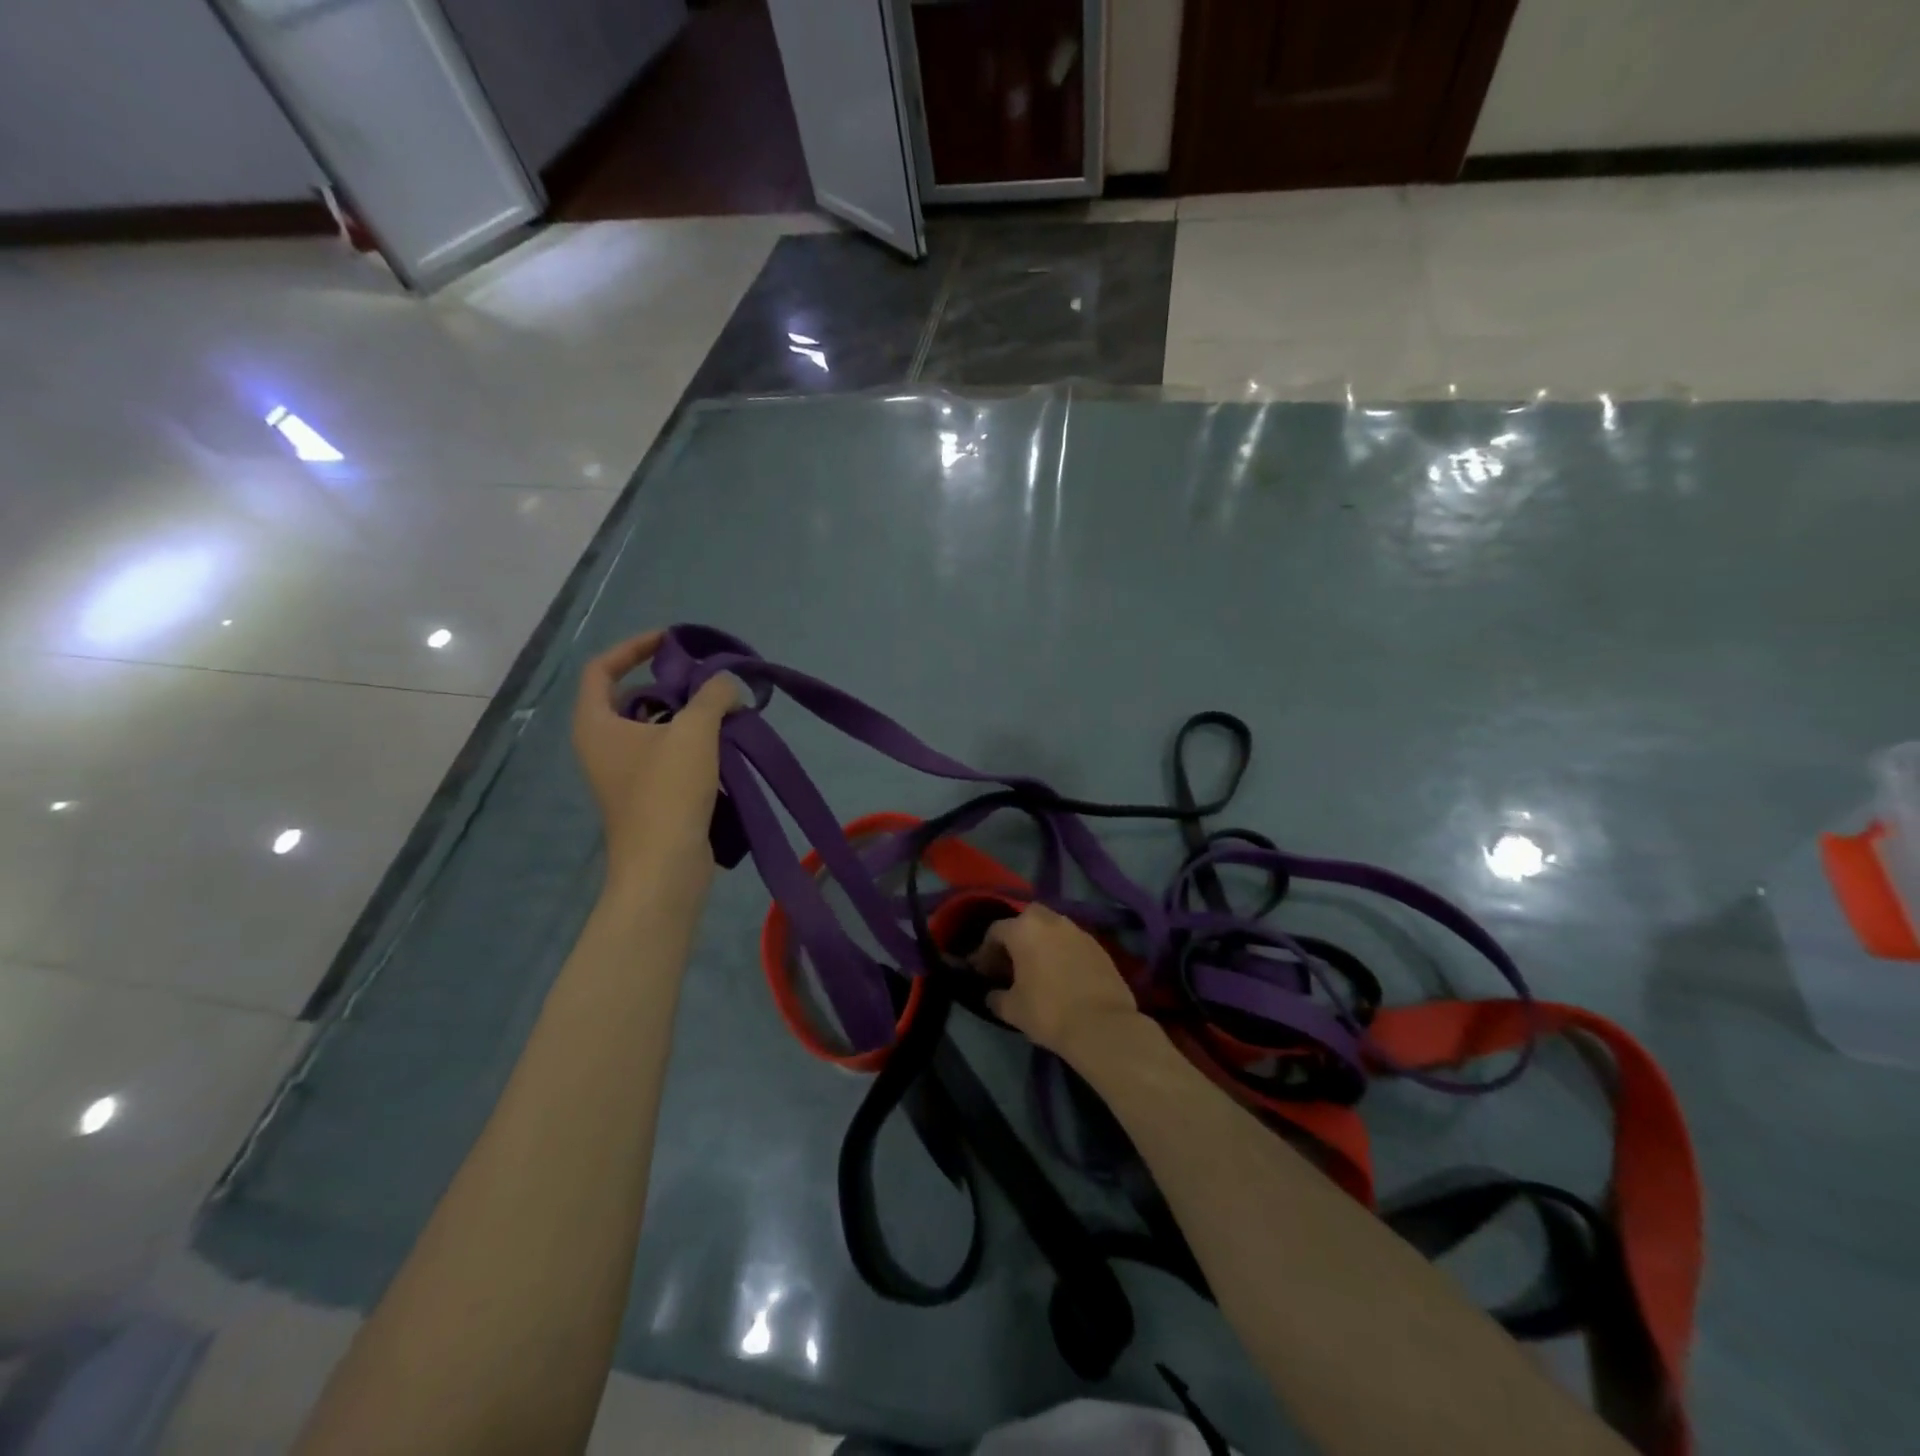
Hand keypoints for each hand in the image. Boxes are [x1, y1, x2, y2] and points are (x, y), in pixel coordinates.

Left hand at [572, 631, 739, 899]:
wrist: (665, 866)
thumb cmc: (667, 791)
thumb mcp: (694, 732)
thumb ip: (712, 695)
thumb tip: (727, 685)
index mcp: (596, 723)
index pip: (602, 668)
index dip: (634, 647)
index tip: (672, 641)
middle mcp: (603, 745)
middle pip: (634, 697)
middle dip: (674, 685)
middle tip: (710, 682)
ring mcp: (625, 774)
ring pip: (656, 729)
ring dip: (691, 717)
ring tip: (727, 713)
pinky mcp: (649, 796)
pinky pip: (670, 756)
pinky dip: (695, 746)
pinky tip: (727, 748)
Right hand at [980, 904, 1142, 1062]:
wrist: (1102, 1025)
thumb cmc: (1049, 1012)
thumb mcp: (1011, 1009)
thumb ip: (996, 997)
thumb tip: (992, 994)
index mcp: (1024, 929)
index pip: (995, 931)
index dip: (985, 952)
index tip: (983, 972)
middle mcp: (1051, 921)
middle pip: (1026, 919)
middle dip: (1016, 936)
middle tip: (1011, 962)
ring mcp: (1078, 931)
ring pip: (1051, 928)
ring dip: (1041, 942)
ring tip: (1037, 968)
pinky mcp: (1098, 946)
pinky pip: (1071, 941)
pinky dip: (1061, 951)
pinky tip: (1061, 974)